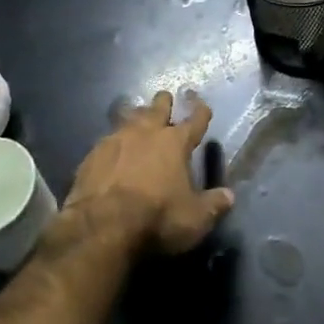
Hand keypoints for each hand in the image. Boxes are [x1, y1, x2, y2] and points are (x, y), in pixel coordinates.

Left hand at [65, 92, 233, 255]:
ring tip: (138, 116)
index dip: (201, 111)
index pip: (195, 120)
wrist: (103, 224)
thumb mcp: (194, 219)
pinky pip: (107, 139)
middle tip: (166, 99)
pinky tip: (112, 149)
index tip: (202, 104)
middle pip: (158, 107)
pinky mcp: (94, 152)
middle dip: (164, 102)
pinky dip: (114, 142)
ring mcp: (117, 138)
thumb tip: (229, 195)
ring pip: (130, 117)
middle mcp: (147, 132)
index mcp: (175, 143)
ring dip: (137, 116)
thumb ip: (213, 205)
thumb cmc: (157, 218)